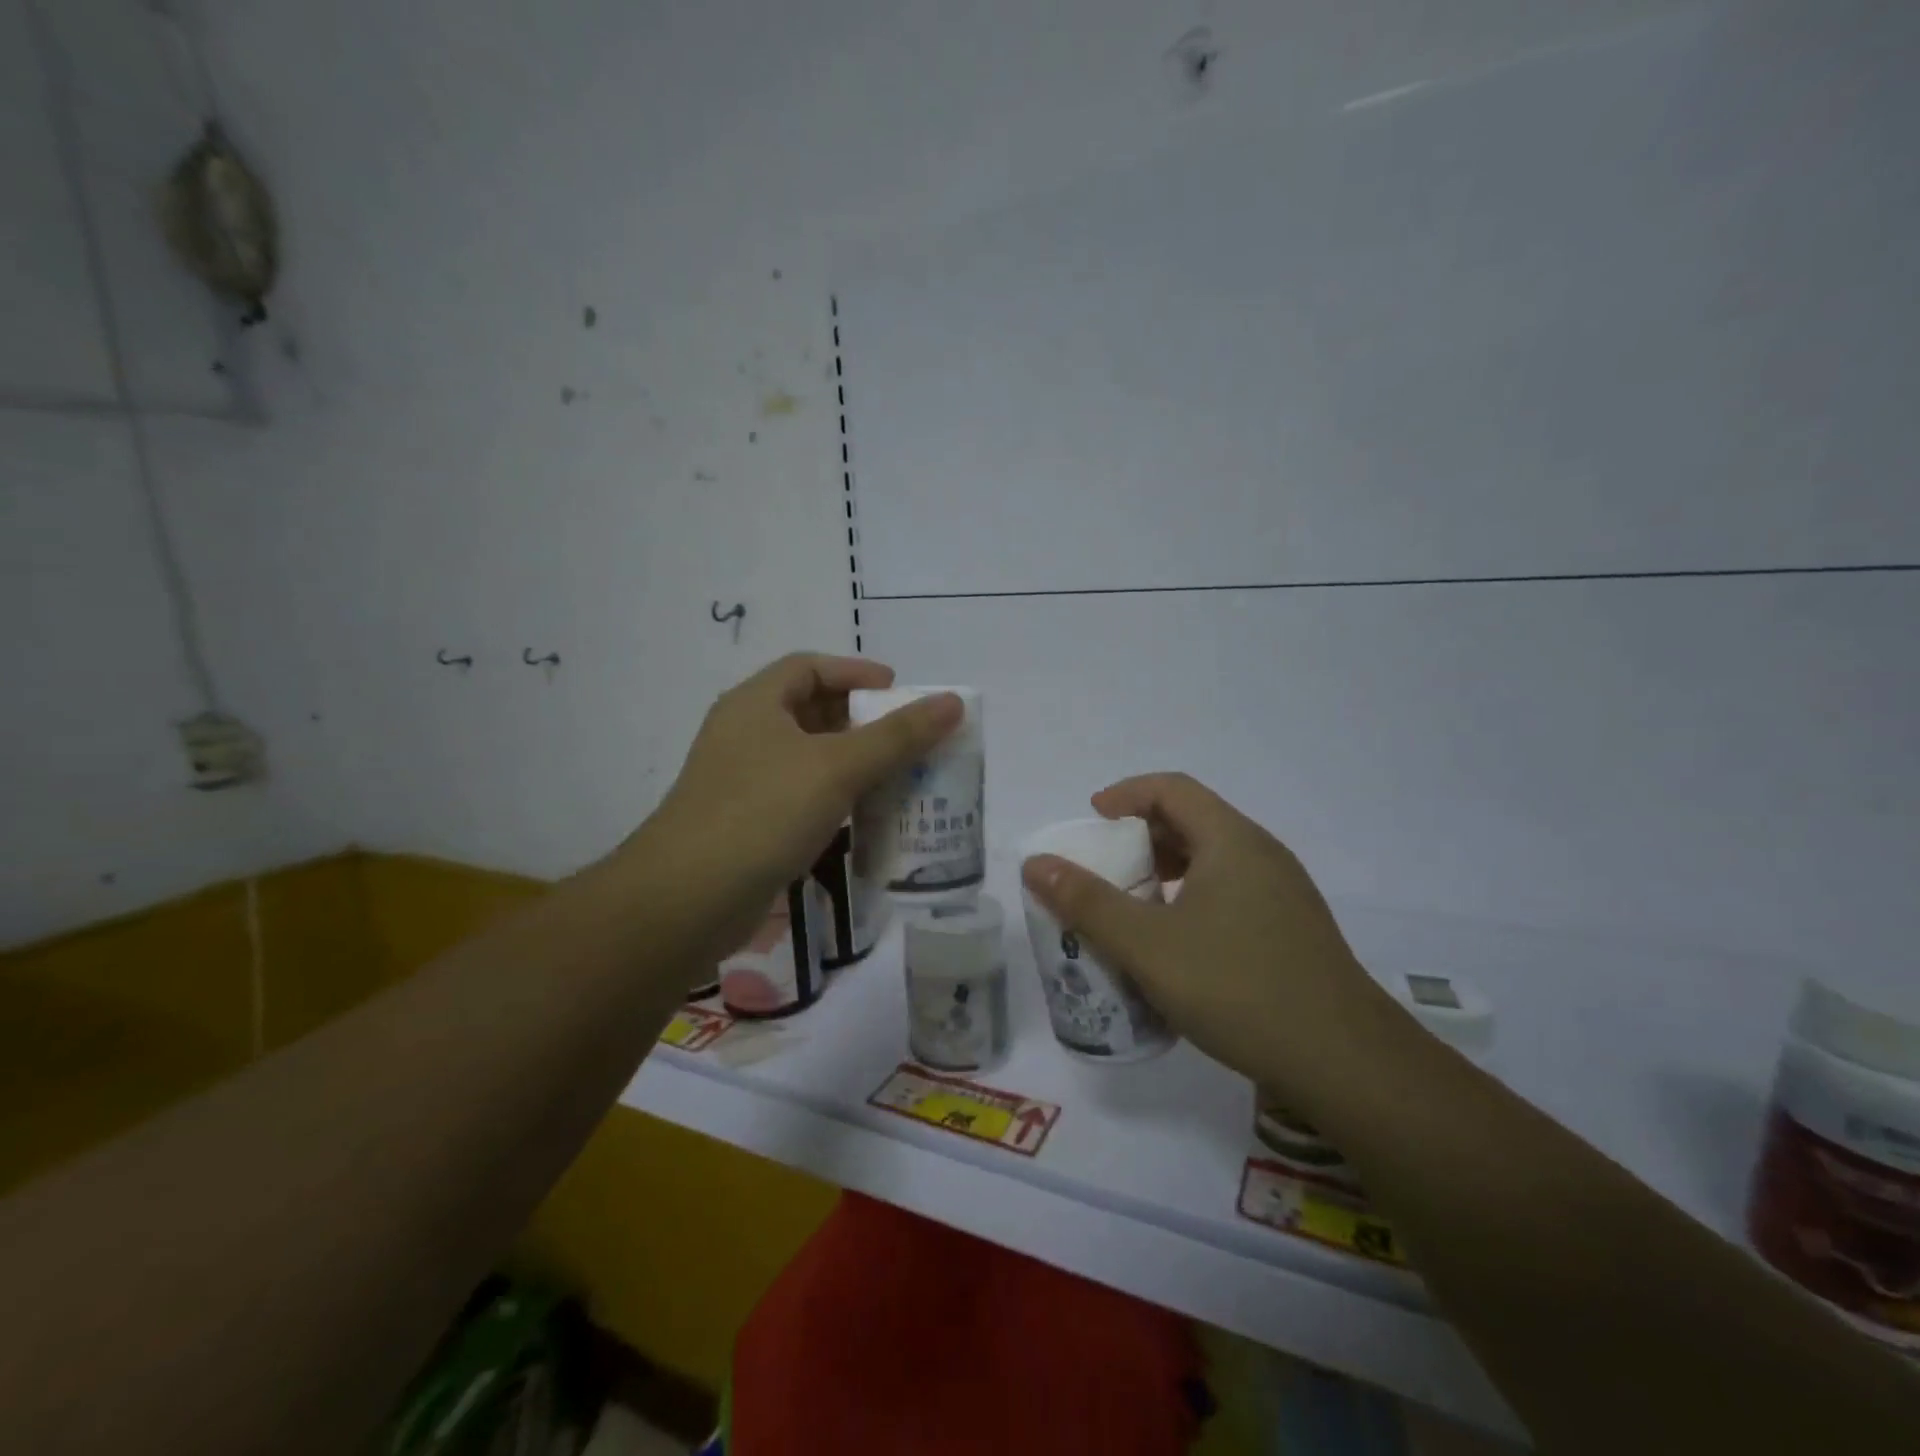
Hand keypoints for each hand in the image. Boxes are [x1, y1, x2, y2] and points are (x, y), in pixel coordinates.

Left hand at [636, 654, 959, 955]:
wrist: (688, 899)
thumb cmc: (763, 813)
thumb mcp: (837, 767)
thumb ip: (898, 735)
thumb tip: (953, 703)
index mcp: (755, 703)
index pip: (809, 667)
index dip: (856, 673)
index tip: (900, 691)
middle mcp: (745, 734)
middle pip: (810, 711)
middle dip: (861, 721)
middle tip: (906, 738)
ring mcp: (742, 780)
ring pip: (807, 758)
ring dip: (852, 763)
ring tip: (898, 777)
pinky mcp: (747, 822)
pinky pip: (800, 795)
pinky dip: (834, 798)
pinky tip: (863, 818)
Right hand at [1021, 773, 1397, 1106]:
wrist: (1344, 1062)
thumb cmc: (1237, 988)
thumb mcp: (1147, 945)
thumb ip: (1087, 902)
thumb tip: (1037, 864)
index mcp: (1231, 841)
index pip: (1172, 789)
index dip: (1125, 794)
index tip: (1091, 820)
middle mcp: (1262, 855)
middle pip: (1193, 821)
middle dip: (1141, 836)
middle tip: (1104, 867)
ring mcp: (1284, 893)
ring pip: (1214, 860)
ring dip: (1167, 871)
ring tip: (1133, 906)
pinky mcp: (1292, 929)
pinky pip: (1231, 892)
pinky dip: (1192, 898)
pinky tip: (1177, 944)